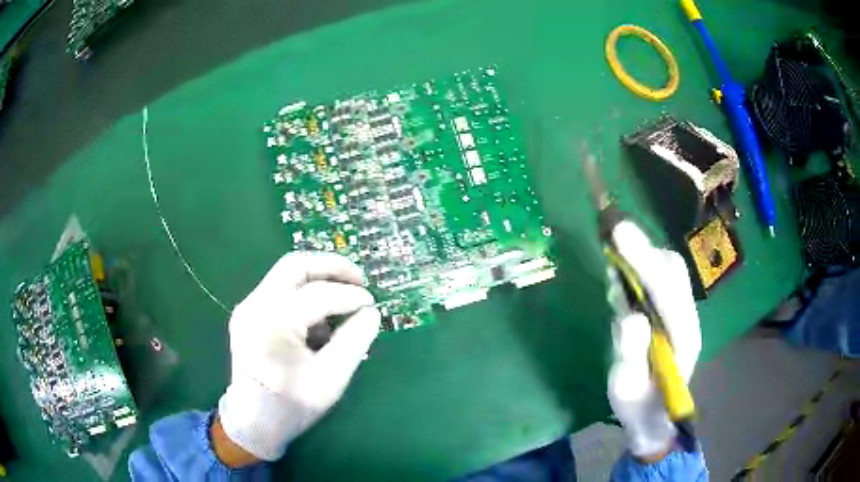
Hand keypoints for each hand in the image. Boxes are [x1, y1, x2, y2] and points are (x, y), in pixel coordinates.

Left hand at [216, 252, 380, 462]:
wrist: (253, 421)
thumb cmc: (292, 405)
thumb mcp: (331, 378)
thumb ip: (355, 340)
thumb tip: (371, 312)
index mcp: (274, 322)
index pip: (319, 294)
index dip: (351, 295)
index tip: (372, 303)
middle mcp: (255, 305)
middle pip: (296, 265)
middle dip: (331, 266)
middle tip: (359, 278)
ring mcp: (247, 307)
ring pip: (286, 274)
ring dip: (317, 279)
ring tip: (342, 299)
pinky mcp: (247, 313)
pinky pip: (279, 290)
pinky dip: (303, 294)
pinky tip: (319, 317)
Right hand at [606, 221, 701, 459]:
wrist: (655, 419)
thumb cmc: (640, 407)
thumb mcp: (629, 388)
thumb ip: (631, 353)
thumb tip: (629, 316)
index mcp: (682, 336)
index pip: (666, 290)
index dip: (643, 260)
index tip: (618, 232)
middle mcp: (685, 318)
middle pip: (671, 271)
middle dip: (643, 250)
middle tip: (612, 235)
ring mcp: (678, 315)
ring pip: (666, 272)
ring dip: (640, 257)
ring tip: (614, 250)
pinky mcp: (668, 314)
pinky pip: (658, 282)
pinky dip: (639, 269)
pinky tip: (621, 272)